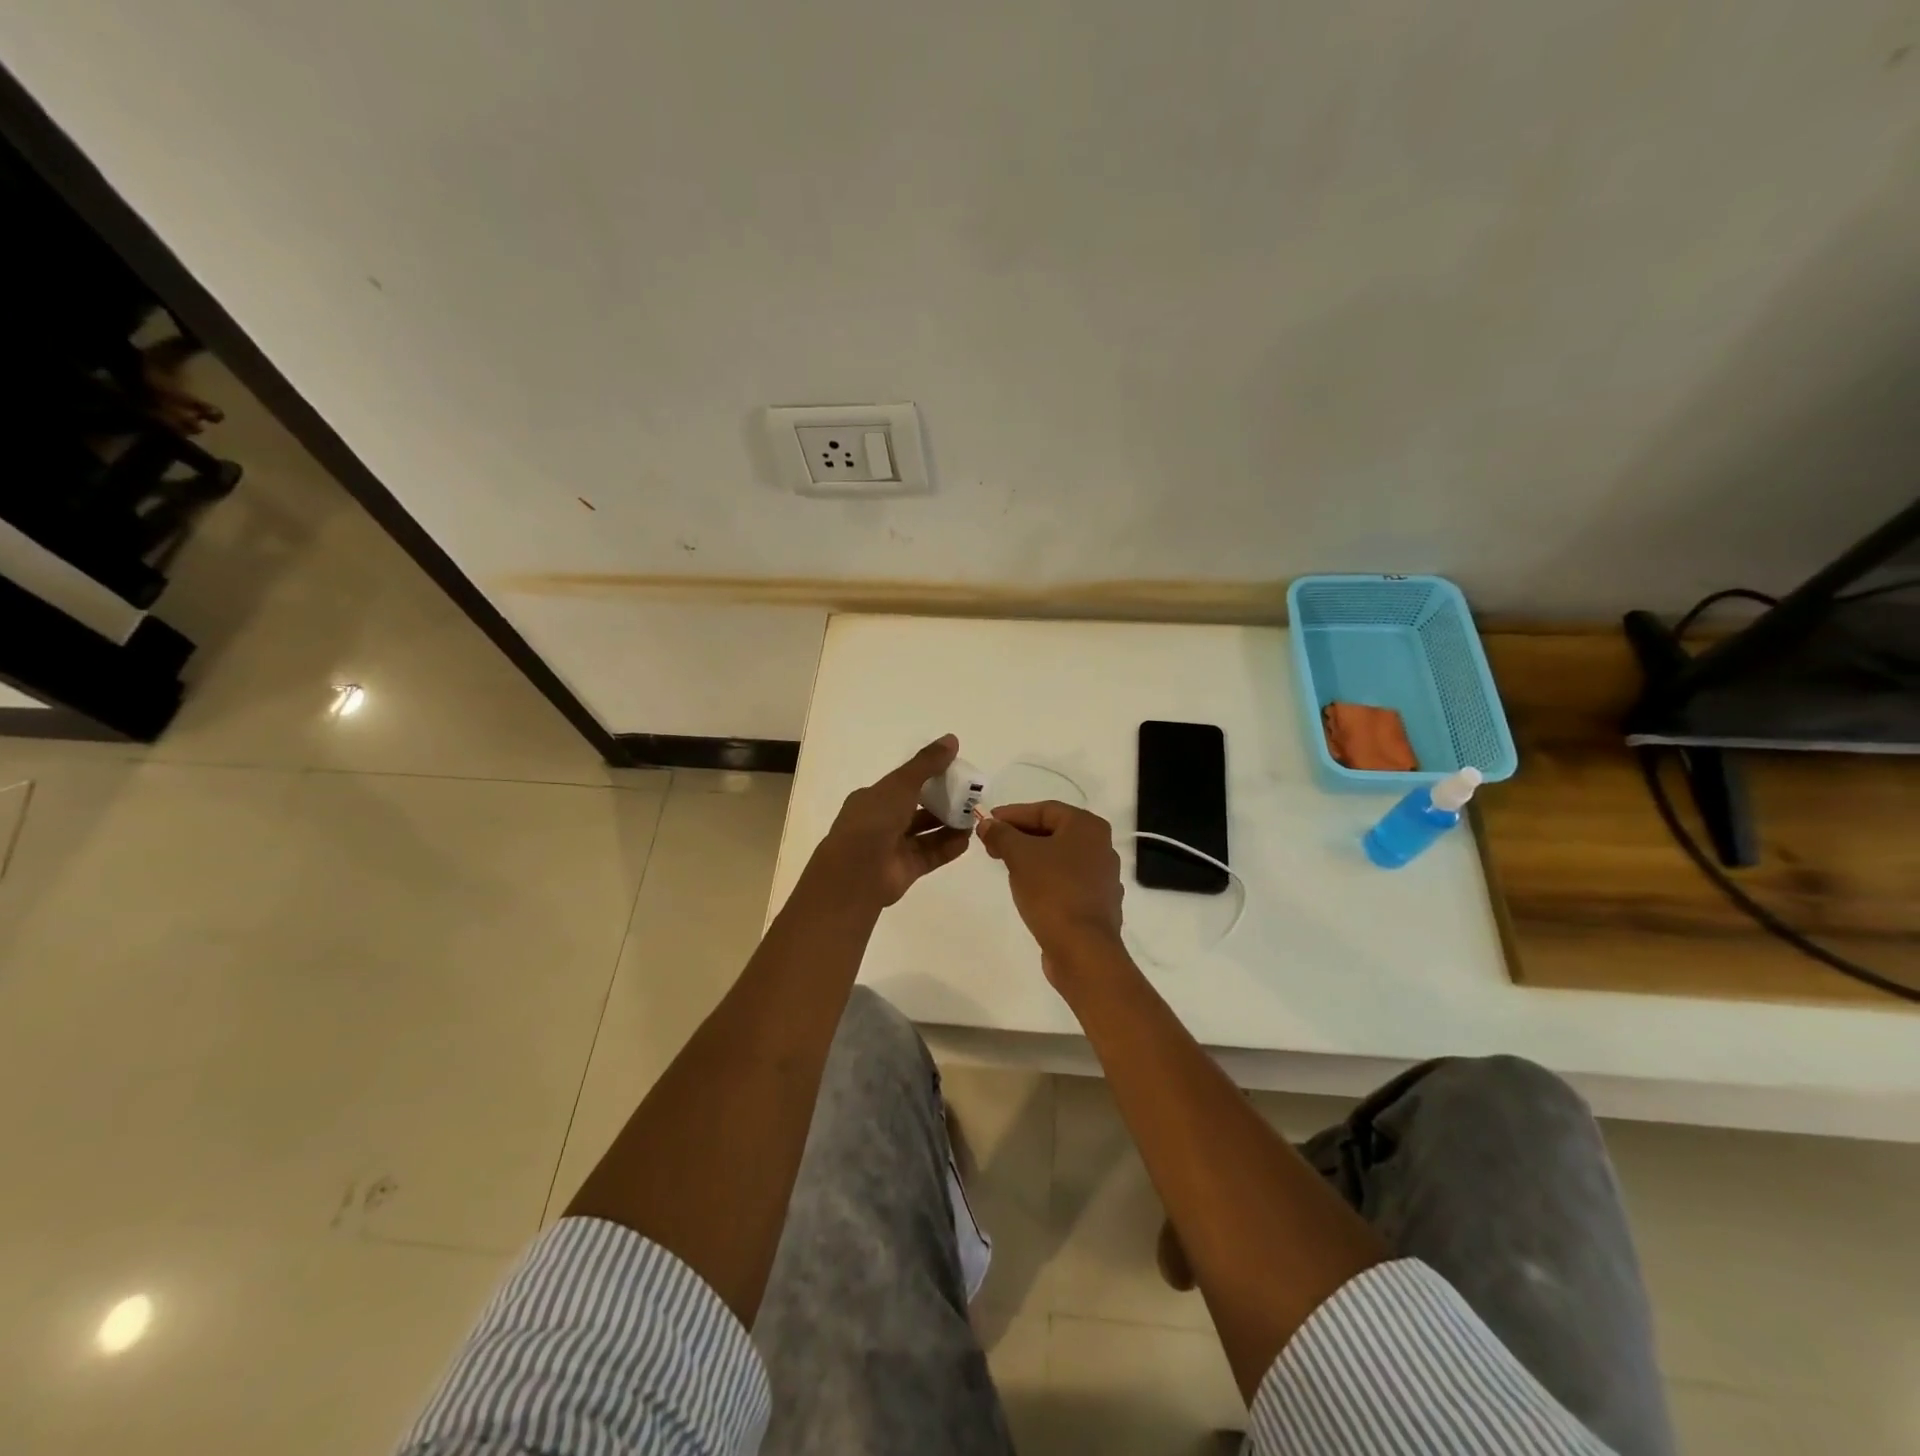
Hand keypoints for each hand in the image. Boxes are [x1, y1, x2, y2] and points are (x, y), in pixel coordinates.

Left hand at [807, 735, 972, 908]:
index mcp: (873, 798)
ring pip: (926, 833)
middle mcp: (882, 821)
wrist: (856, 873)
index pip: (904, 784)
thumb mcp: (901, 784)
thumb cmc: (874, 820)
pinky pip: (931, 854)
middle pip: (917, 808)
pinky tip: (967, 839)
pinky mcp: (905, 869)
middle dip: (943, 802)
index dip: (928, 777)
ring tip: (973, 817)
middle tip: (970, 796)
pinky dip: (948, 847)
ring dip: (949, 825)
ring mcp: (893, 847)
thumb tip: (952, 739)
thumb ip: (927, 763)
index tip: (954, 772)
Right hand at [978, 801, 1127, 984]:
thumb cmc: (1052, 891)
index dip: (1012, 814)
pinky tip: (1027, 889)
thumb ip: (1001, 834)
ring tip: (1004, 865)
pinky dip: (1045, 878)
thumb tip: (987, 823)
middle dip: (1019, 836)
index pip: (1044, 809)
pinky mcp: (1097, 903)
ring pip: (1060, 857)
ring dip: (1031, 857)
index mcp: (1087, 827)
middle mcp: (1101, 846)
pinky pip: (1066, 881)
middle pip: (1053, 832)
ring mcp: (1102, 877)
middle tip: (991, 844)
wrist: (1082, 949)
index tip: (987, 822)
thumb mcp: (1019, 856)